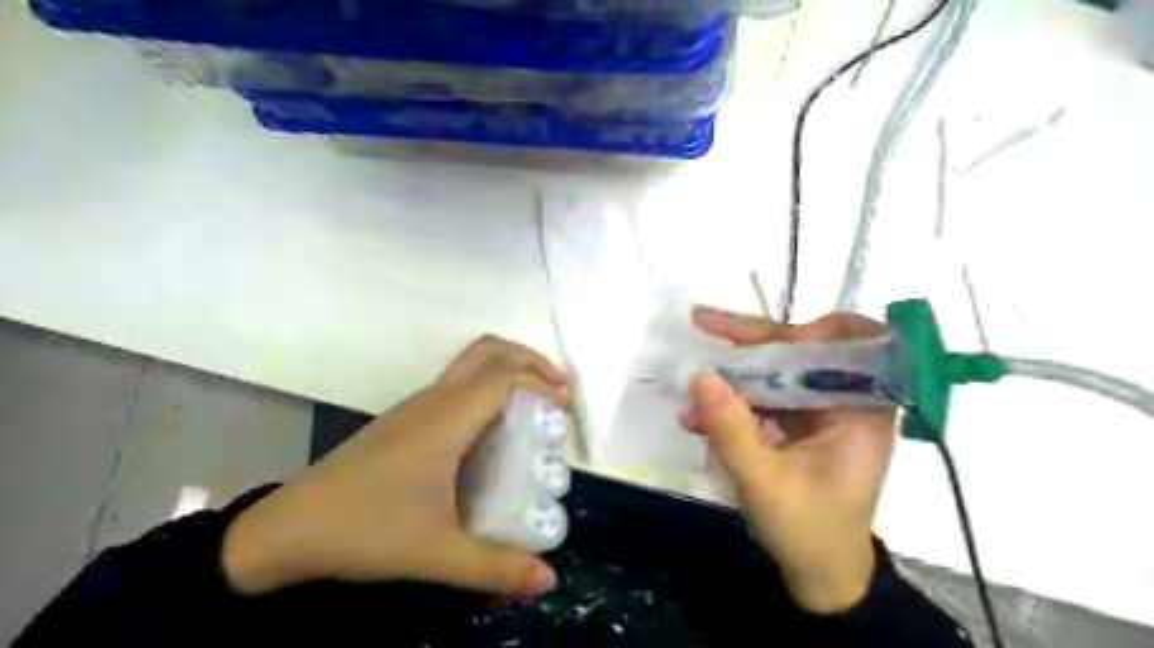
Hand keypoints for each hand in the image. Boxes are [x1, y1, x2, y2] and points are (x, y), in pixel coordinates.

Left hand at [220, 336, 571, 600]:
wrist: (288, 528)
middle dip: (530, 359)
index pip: (505, 377)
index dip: (542, 384)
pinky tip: (494, 429)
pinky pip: (457, 384)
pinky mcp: (405, 418)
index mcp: (446, 418)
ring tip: (535, 405)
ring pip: (471, 363)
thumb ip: (495, 567)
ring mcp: (415, 405)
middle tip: (559, 389)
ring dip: (509, 370)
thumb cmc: (365, 529)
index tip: (565, 412)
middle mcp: (433, 399)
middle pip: (489, 350)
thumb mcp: (436, 553)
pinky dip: (488, 387)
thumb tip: (548, 579)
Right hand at [679, 305, 894, 613]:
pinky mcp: (801, 425)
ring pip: (779, 372)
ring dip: (734, 373)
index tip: (776, 341)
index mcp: (862, 412)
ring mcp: (822, 413)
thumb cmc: (807, 532)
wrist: (820, 575)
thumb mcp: (763, 482)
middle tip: (703, 322)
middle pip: (803, 353)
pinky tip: (698, 415)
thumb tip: (699, 376)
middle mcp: (847, 403)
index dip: (819, 331)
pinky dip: (734, 401)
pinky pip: (766, 398)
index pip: (858, 345)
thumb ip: (731, 429)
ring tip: (692, 374)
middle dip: (753, 340)